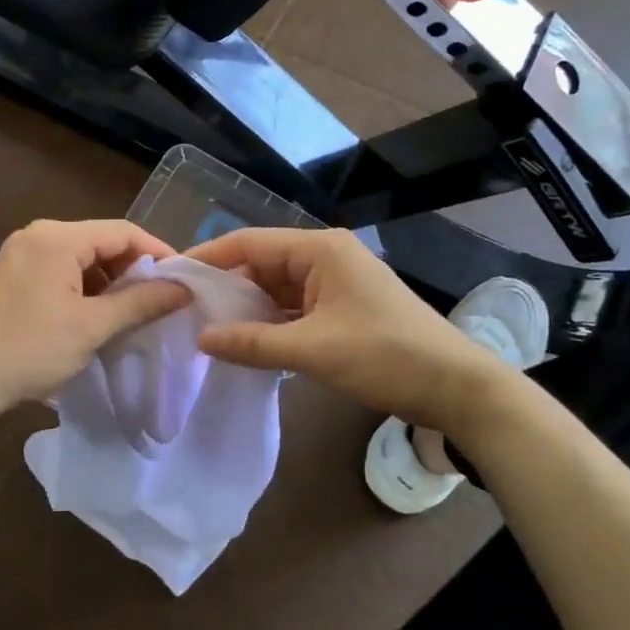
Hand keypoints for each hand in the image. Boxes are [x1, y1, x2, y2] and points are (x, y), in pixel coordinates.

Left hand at [0, 219, 191, 413]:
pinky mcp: (15, 273)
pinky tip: (99, 312)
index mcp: (57, 238)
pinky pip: (62, 269)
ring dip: (110, 279)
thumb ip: (141, 302)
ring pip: (83, 256)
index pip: (122, 231)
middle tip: (162, 298)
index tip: (184, 279)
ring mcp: (22, 252)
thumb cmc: (31, 350)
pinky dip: (86, 286)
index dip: (157, 252)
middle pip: (101, 240)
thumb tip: (183, 288)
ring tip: (134, 310)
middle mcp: (38, 234)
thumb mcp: (92, 326)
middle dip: (133, 268)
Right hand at [186, 226, 504, 429]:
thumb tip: (200, 338)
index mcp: (319, 249)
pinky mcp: (342, 306)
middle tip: (185, 311)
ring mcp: (335, 281)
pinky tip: (247, 341)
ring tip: (207, 328)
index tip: (172, 276)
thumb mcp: (313, 350)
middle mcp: (324, 255)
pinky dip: (271, 321)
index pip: (249, 243)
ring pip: (276, 287)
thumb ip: (253, 343)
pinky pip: (294, 306)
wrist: (456, 386)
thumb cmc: (385, 356)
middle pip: (261, 263)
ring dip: (248, 307)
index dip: (209, 258)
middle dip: (226, 287)